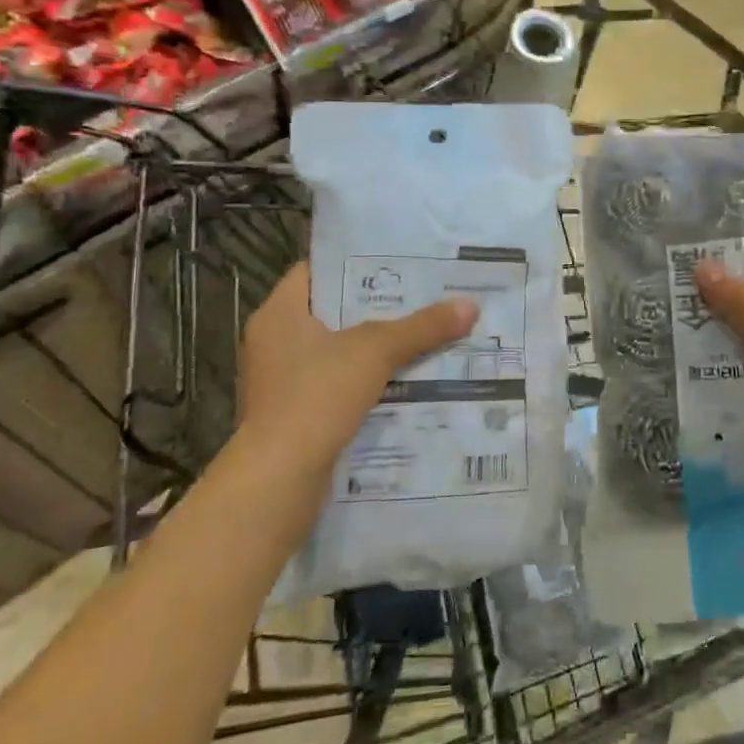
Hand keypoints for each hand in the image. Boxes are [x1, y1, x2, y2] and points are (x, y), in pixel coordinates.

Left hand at [235, 262, 477, 488]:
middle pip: (331, 313)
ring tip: (422, 338)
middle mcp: (273, 343)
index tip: (396, 263)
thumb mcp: (376, 352)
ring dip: (374, 350)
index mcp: (279, 314)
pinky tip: (403, 384)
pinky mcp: (292, 416)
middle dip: (376, 309)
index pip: (316, 271)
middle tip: (422, 298)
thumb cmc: (317, 396)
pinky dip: (365, 384)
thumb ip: (421, 327)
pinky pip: (335, 387)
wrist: (279, 480)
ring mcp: (280, 383)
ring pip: (336, 353)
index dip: (354, 264)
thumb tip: (470, 305)